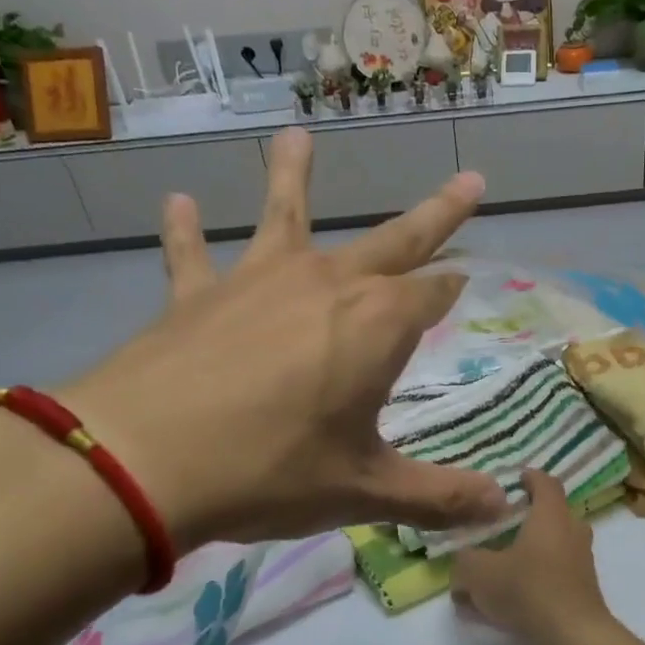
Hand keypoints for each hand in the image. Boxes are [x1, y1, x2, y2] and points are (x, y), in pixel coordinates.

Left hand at [59, 128, 509, 546]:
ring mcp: (257, 281)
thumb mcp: (365, 492)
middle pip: (394, 240)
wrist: (142, 461)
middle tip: (470, 180)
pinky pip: (192, 256)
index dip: (455, 289)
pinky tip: (176, 204)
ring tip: (296, 135)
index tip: (470, 279)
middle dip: (437, 214)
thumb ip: (438, 497)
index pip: (434, 294)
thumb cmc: (271, 472)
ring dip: (293, 176)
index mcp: (377, 325)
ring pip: (284, 215)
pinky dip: (185, 232)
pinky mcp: (195, 296)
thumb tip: (503, 509)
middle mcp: (326, 285)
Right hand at [453, 469, 616, 644]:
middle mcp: (572, 532)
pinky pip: (551, 578)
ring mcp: (581, 563)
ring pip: (550, 550)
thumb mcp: (479, 572)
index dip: (529, 478)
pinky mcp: (581, 592)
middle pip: (550, 516)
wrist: (573, 638)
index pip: (545, 482)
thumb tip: (463, 562)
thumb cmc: (527, 590)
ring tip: (493, 572)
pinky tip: (501, 606)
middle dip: (524, 521)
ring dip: (524, 556)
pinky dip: (530, 583)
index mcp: (551, 516)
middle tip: (497, 528)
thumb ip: (465, 561)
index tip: (513, 480)